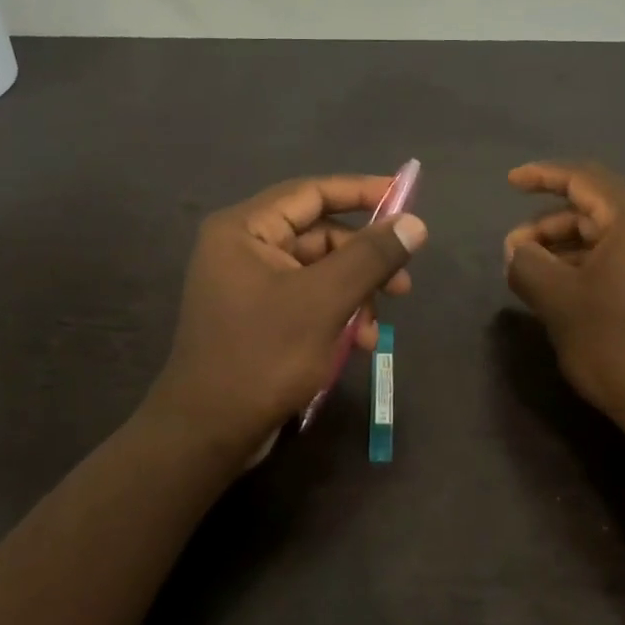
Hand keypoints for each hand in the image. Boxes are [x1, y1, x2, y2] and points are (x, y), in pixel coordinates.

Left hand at [145, 175, 428, 466]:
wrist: (209, 433)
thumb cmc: (263, 357)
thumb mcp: (324, 301)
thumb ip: (371, 257)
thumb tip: (415, 223)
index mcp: (244, 229)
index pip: (311, 192)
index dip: (361, 191)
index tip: (406, 198)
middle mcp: (243, 247)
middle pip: (319, 234)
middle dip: (364, 259)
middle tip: (404, 283)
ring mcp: (249, 284)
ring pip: (319, 271)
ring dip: (355, 294)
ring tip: (378, 330)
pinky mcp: (259, 316)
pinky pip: (308, 299)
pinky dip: (337, 315)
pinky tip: (359, 343)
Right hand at [504, 161, 624, 451]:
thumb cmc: (618, 345)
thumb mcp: (559, 302)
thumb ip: (527, 264)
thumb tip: (516, 250)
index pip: (584, 178)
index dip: (542, 175)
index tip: (510, 181)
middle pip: (594, 206)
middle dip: (548, 224)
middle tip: (513, 252)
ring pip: (607, 233)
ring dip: (565, 246)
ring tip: (531, 274)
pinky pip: (623, 254)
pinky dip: (589, 262)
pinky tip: (562, 287)